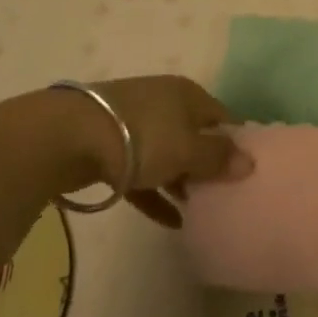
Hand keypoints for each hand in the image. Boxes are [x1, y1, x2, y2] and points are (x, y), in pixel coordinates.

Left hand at [66, 75, 250, 227]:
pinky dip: (156, 194)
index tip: (247, 171)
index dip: (236, 142)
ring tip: (199, 210)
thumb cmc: (141, 137)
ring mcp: (134, 125)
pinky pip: (142, 174)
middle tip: (225, 194)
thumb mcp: (187, 149)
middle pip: (195, 135)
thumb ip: (218, 158)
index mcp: (188, 95)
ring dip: (182, 181)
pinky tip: (170, 222)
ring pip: (168, 155)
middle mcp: (164, 103)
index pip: (222, 117)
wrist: (67, 137)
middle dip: (208, 164)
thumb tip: (249, 162)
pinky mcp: (110, 149)